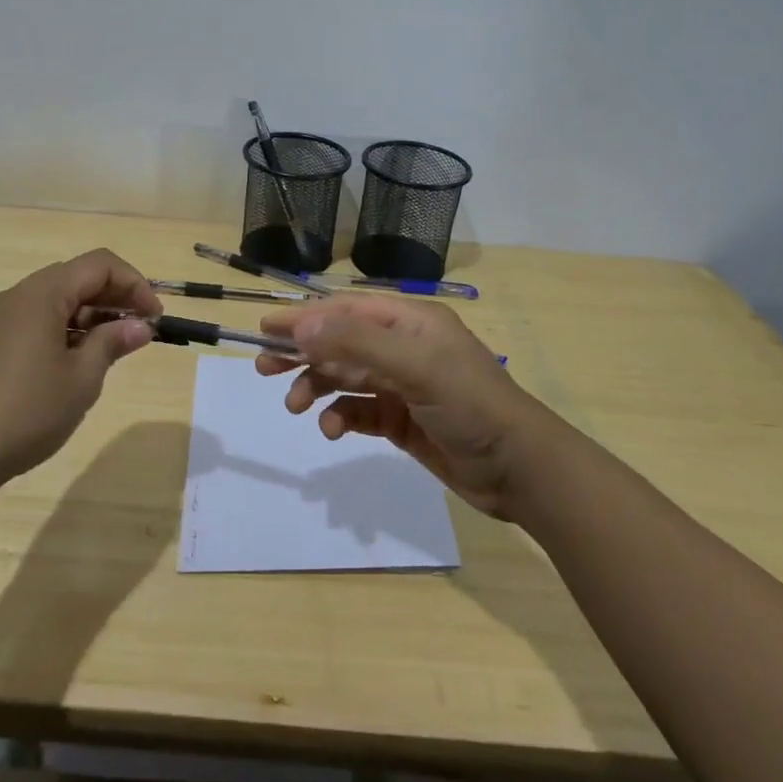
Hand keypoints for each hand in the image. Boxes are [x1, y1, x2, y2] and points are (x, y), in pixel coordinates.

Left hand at [0, 249, 161, 481]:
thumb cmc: (28, 410)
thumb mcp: (82, 378)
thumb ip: (112, 343)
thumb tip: (139, 326)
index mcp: (41, 294)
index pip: (99, 265)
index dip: (134, 284)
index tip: (154, 318)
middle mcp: (15, 295)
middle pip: (75, 278)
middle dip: (113, 298)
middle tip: (140, 331)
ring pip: (53, 299)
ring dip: (88, 314)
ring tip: (112, 348)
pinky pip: (33, 319)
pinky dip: (62, 328)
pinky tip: (75, 360)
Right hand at [256, 295, 541, 518]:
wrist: (519, 470)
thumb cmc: (470, 404)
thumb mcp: (415, 366)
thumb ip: (356, 344)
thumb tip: (301, 327)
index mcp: (410, 322)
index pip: (346, 311)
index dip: (305, 317)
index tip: (265, 328)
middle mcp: (404, 348)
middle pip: (340, 342)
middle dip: (303, 352)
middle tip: (263, 366)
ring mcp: (403, 385)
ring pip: (345, 377)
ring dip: (317, 387)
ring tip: (295, 406)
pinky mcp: (402, 420)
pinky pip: (359, 411)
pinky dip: (340, 417)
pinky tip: (332, 429)